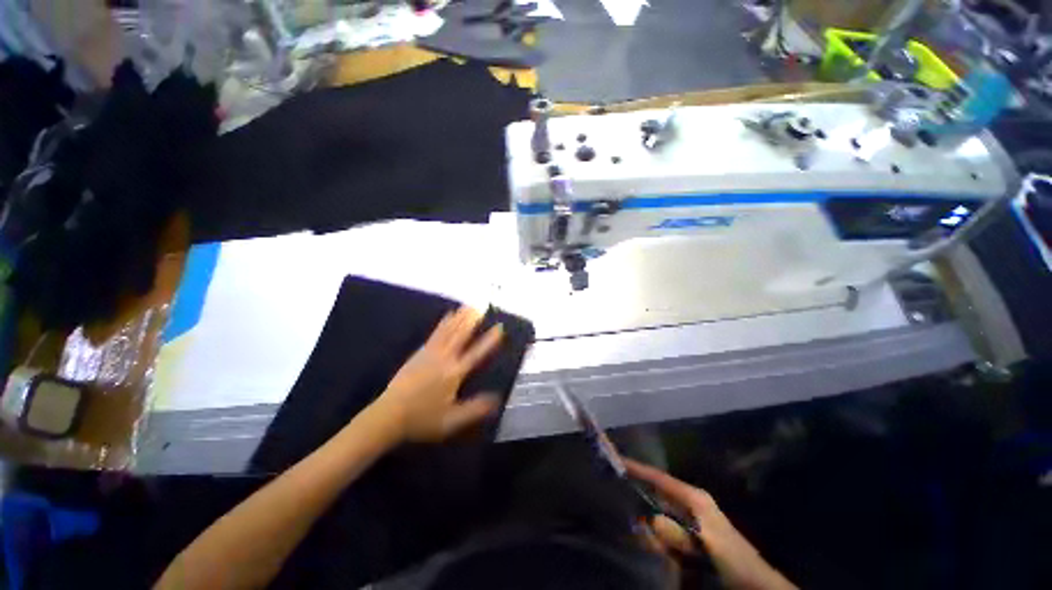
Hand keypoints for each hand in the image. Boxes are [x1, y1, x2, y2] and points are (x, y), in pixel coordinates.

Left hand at [375, 307, 503, 442]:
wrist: (388, 416)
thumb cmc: (423, 419)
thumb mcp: (452, 421)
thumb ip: (475, 409)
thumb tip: (498, 399)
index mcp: (454, 373)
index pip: (476, 354)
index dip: (489, 341)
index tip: (499, 327)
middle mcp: (444, 359)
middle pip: (460, 335)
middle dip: (472, 320)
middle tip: (481, 306)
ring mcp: (430, 354)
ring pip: (448, 331)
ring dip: (459, 317)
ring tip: (467, 306)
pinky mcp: (419, 353)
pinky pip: (435, 333)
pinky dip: (444, 323)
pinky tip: (447, 317)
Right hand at [624, 459, 796, 589]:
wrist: (755, 584)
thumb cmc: (734, 559)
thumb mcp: (708, 544)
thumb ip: (680, 533)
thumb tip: (650, 520)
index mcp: (693, 498)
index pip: (659, 477)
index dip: (637, 468)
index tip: (615, 459)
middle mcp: (689, 503)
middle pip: (656, 489)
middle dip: (635, 486)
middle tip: (611, 484)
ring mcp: (689, 519)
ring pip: (658, 509)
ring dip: (642, 510)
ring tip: (620, 507)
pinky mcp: (689, 535)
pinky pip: (663, 527)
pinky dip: (651, 529)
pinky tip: (641, 534)